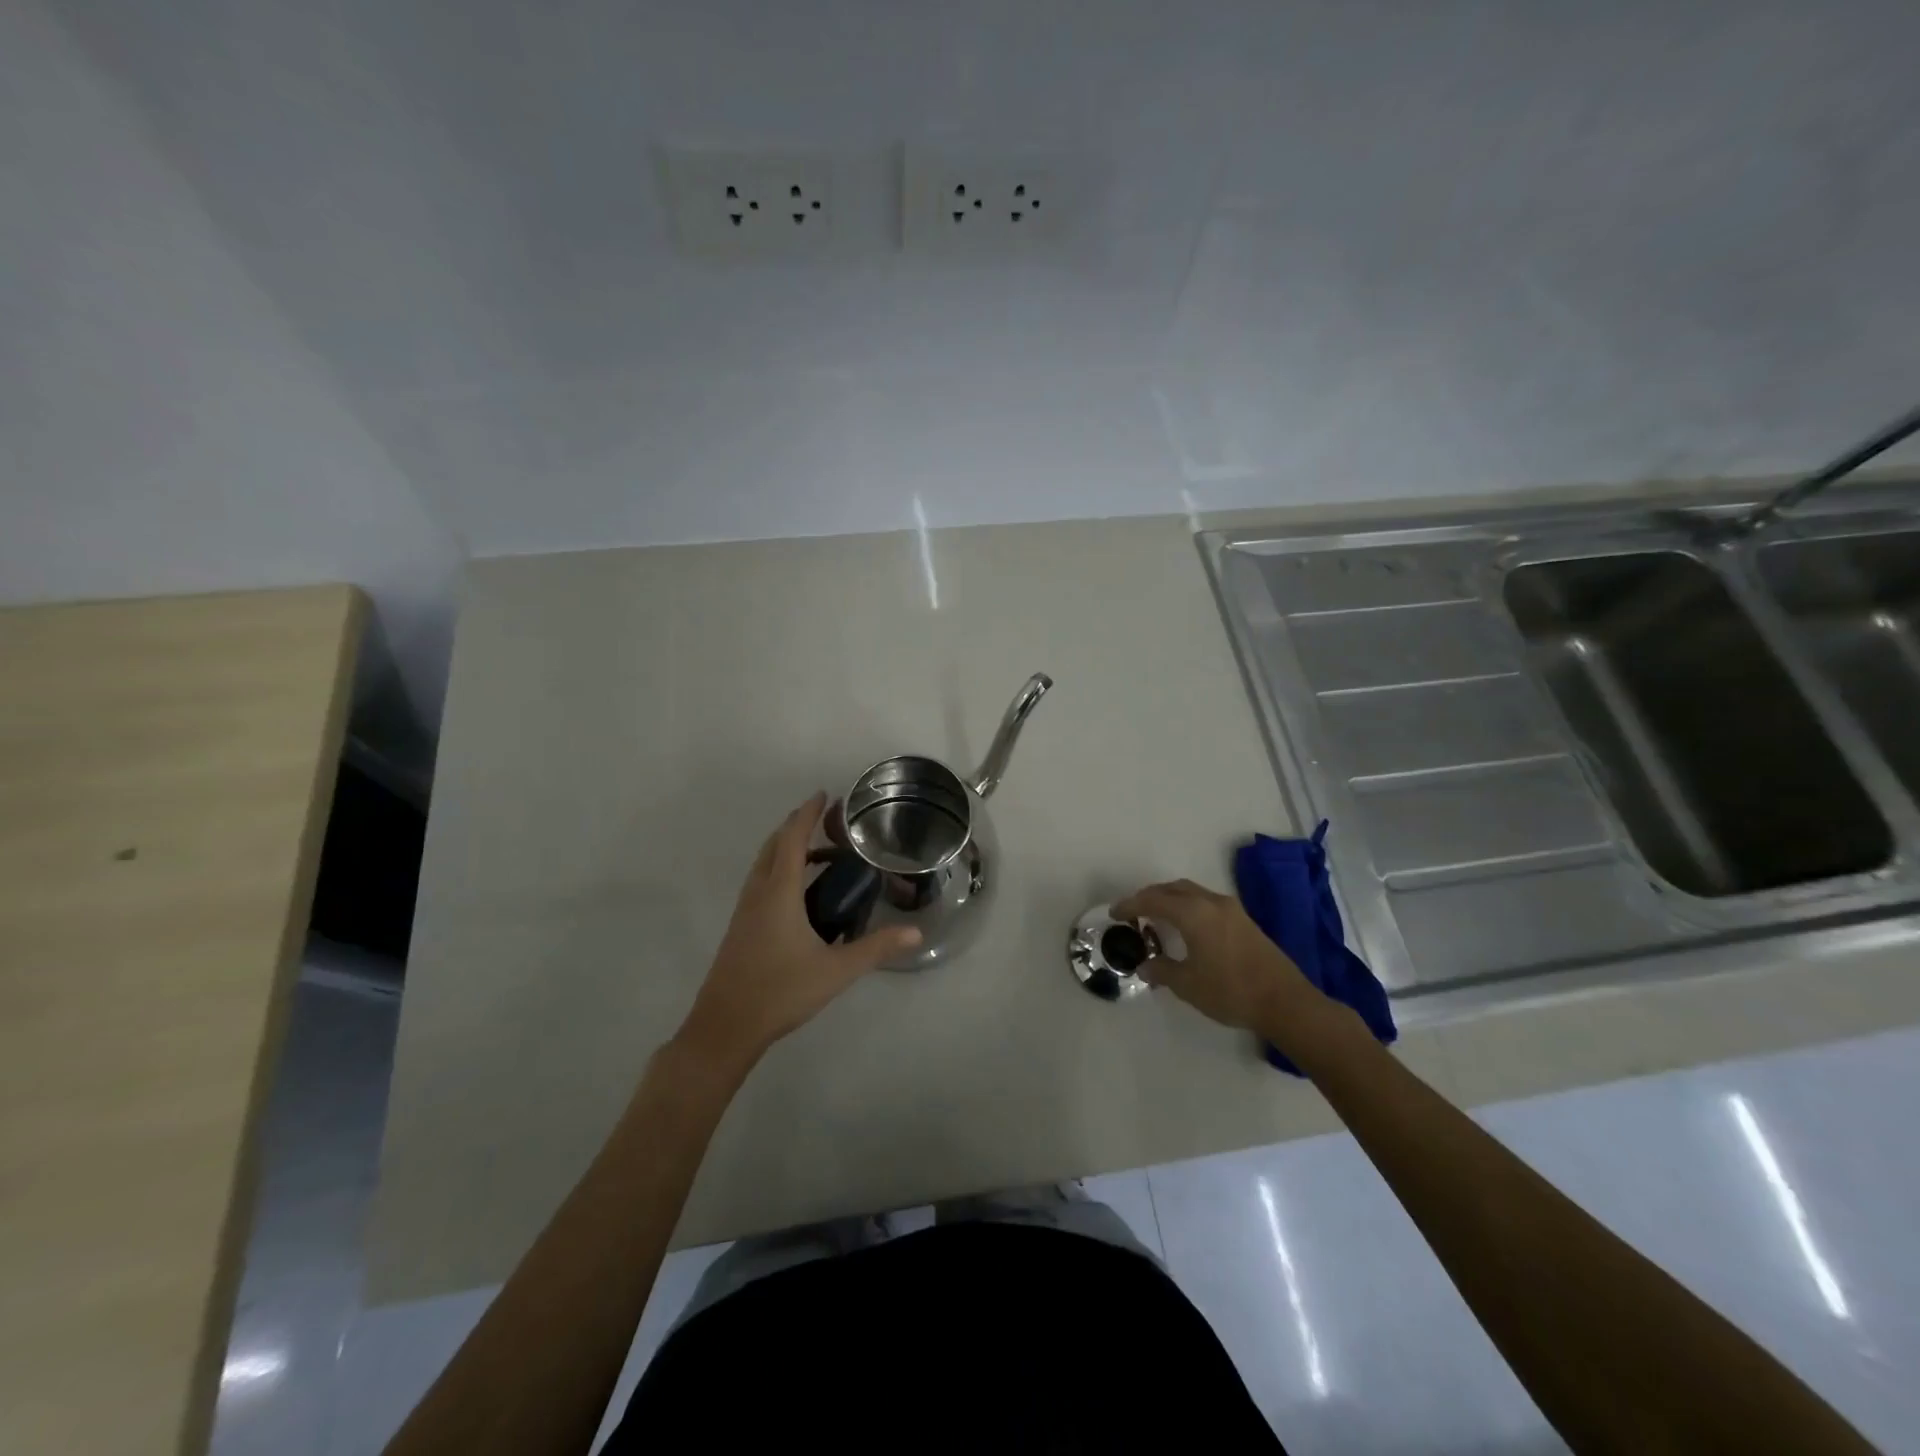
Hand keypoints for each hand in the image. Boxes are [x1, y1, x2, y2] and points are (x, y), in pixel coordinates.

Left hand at [676, 792, 919, 1073]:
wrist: (724, 1028)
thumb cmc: (780, 991)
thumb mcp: (836, 970)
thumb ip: (876, 948)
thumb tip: (916, 932)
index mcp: (778, 893)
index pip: (792, 839)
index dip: (807, 814)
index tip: (824, 795)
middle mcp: (758, 893)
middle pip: (773, 846)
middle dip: (796, 827)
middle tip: (825, 820)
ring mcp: (744, 912)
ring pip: (763, 865)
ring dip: (786, 850)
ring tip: (818, 854)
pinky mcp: (740, 929)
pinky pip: (760, 884)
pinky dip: (779, 871)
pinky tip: (798, 895)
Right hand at [1110, 878, 1318, 1032]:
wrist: (1286, 1002)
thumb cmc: (1231, 991)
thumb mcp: (1188, 985)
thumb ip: (1162, 970)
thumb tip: (1145, 964)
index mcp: (1193, 913)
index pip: (1153, 900)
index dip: (1130, 905)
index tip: (1114, 913)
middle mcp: (1211, 902)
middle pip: (1172, 889)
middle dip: (1149, 896)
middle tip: (1133, 912)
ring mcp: (1231, 909)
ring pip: (1191, 892)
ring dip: (1170, 899)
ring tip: (1156, 917)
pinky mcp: (1244, 920)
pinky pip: (1205, 902)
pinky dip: (1187, 906)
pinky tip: (1185, 927)